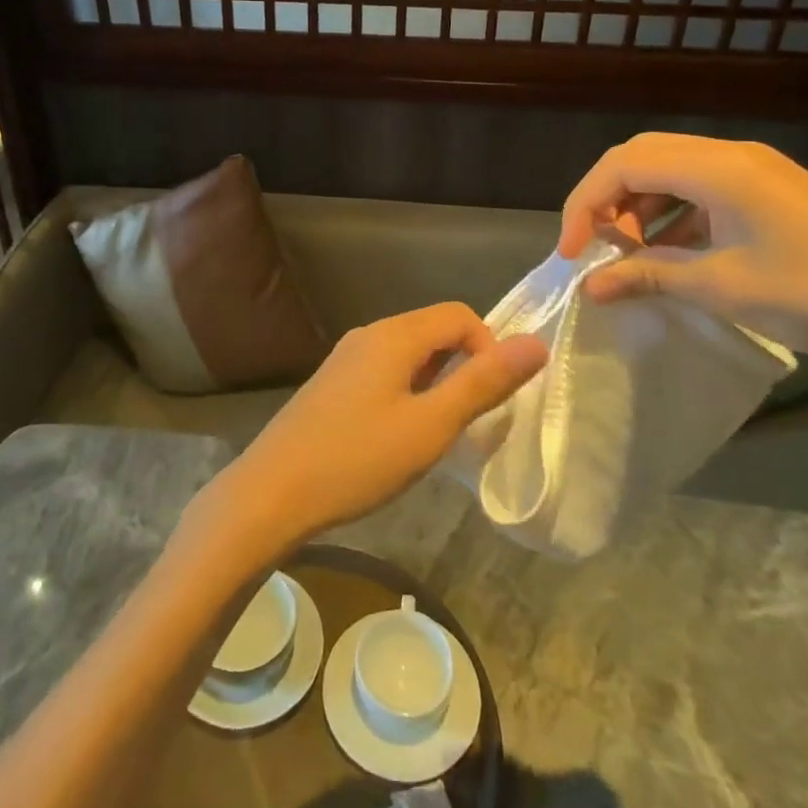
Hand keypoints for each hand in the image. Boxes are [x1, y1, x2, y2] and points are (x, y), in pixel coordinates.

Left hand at [191, 304, 545, 561]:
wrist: (271, 492)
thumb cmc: (357, 459)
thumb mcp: (430, 425)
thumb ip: (483, 383)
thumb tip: (536, 343)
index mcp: (394, 335)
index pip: (460, 315)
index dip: (490, 347)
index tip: (494, 399)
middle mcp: (369, 335)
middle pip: (434, 331)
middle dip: (465, 367)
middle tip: (471, 421)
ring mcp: (346, 359)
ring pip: (410, 355)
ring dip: (438, 384)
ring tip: (440, 433)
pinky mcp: (333, 385)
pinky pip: (385, 373)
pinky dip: (409, 393)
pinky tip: (402, 437)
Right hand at [559, 133, 807, 385]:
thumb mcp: (720, 287)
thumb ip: (648, 277)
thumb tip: (590, 287)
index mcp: (717, 168)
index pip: (623, 165)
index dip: (585, 204)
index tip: (571, 252)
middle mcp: (731, 155)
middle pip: (642, 156)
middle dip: (606, 199)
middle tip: (594, 247)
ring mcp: (754, 170)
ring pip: (670, 170)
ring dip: (638, 206)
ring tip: (630, 254)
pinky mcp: (770, 189)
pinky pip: (700, 187)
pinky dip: (672, 214)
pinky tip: (671, 253)